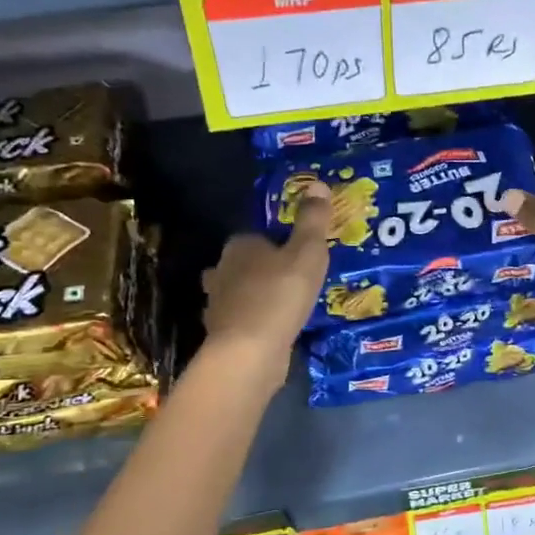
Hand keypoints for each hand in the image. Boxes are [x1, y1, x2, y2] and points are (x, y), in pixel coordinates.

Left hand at [201, 181, 331, 380]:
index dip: (277, 243)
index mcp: (240, 246)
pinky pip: (241, 320)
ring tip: (285, 305)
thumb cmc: (280, 294)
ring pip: (238, 292)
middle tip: (293, 279)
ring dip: (256, 296)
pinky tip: (273, 330)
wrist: (249, 351)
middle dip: (263, 269)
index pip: (256, 236)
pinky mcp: (222, 333)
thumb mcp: (307, 253)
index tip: (298, 255)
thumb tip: (318, 183)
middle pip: (243, 264)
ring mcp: (217, 303)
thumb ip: (312, 221)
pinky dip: (254, 322)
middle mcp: (222, 270)